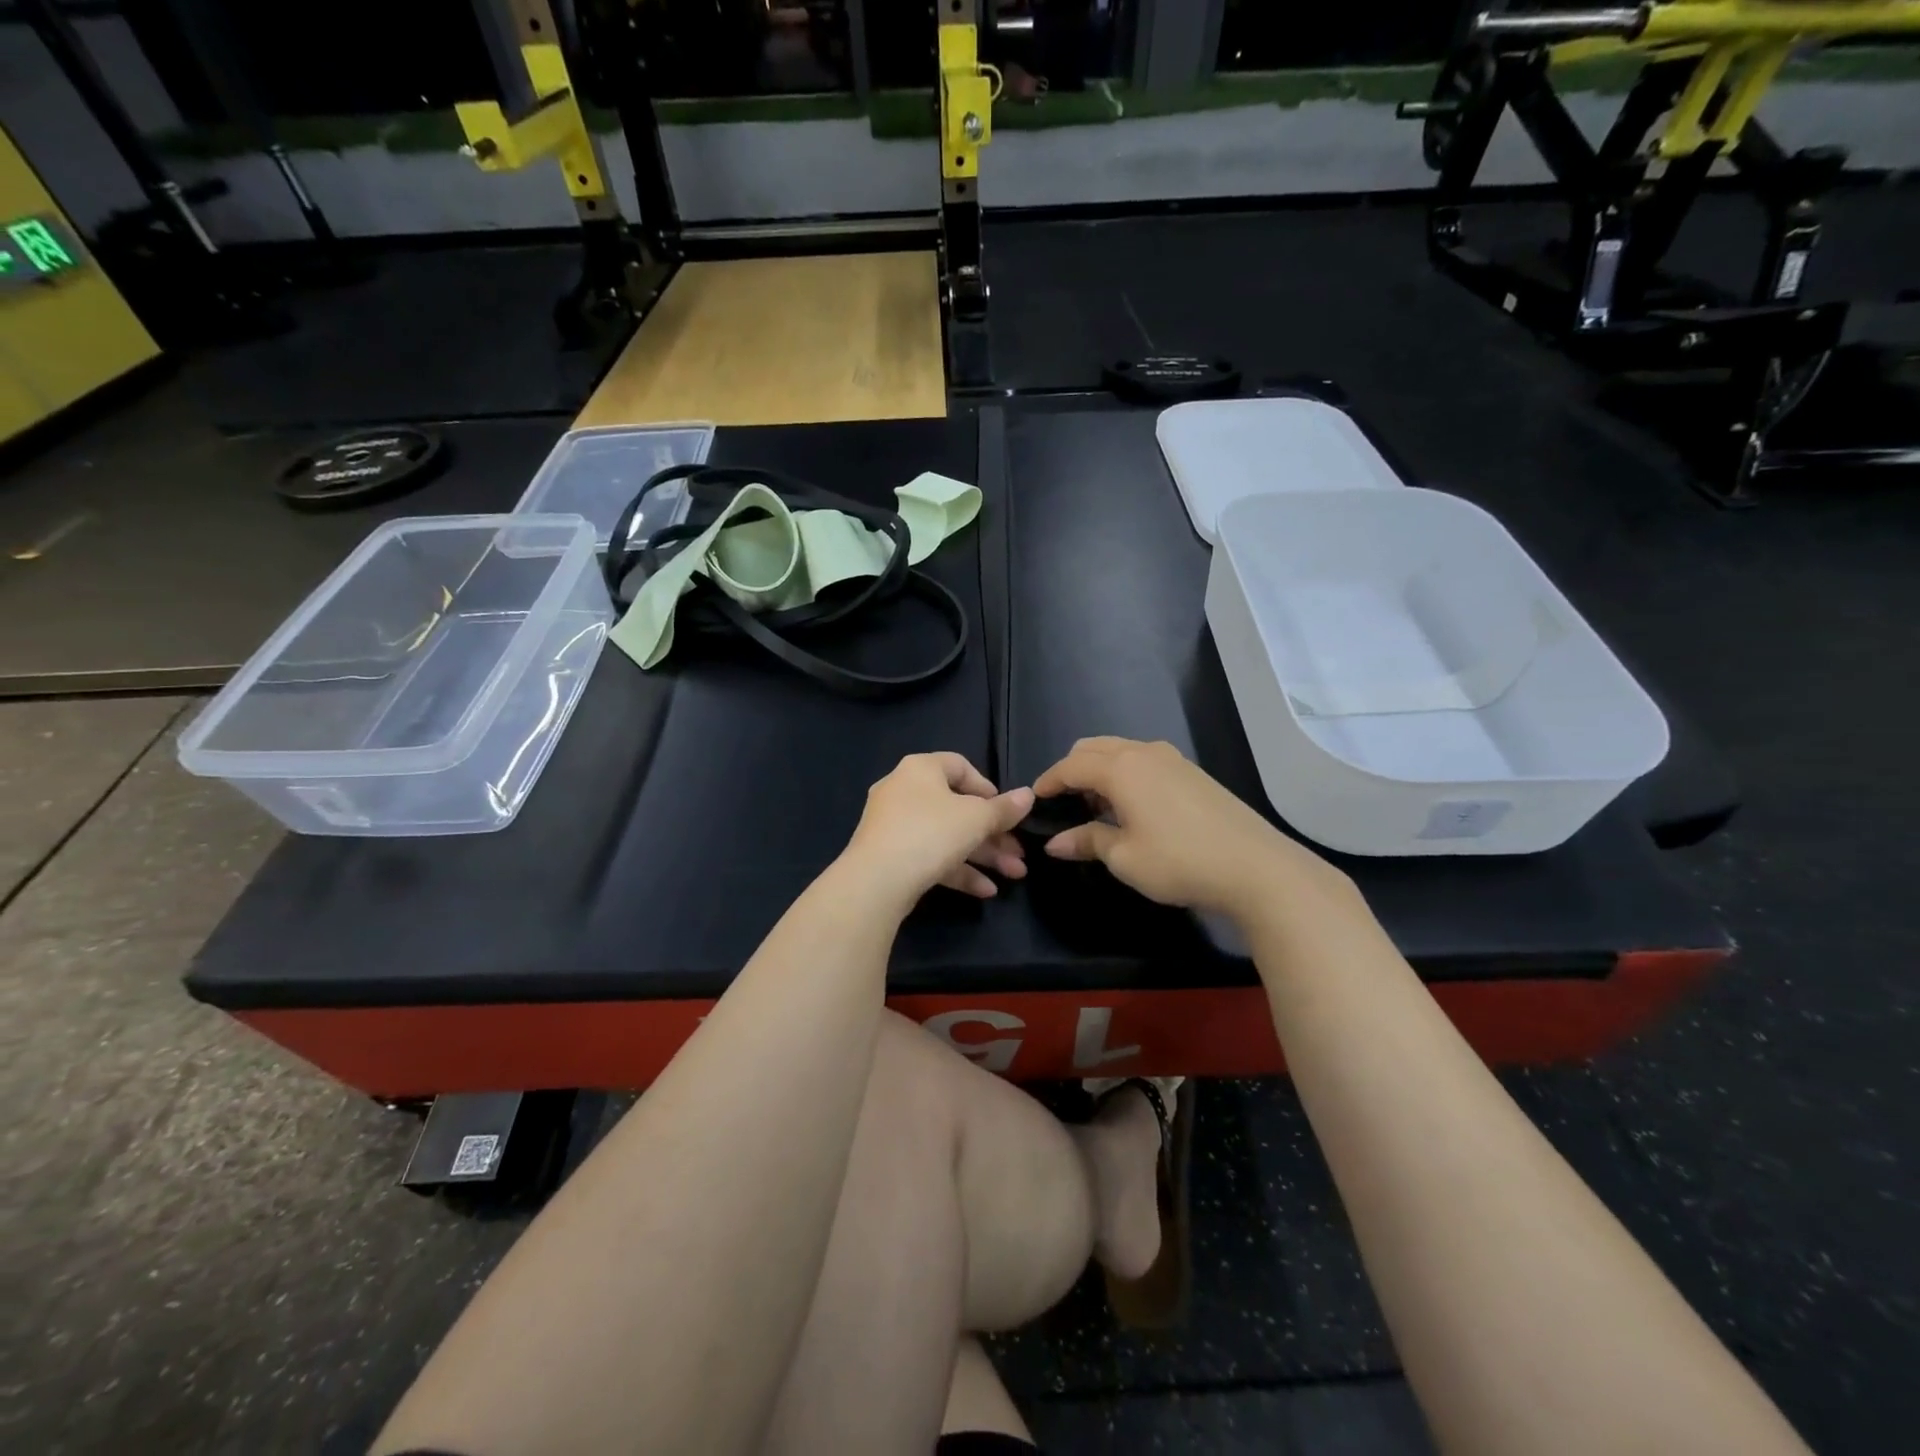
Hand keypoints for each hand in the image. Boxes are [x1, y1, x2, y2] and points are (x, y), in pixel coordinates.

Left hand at [841, 753, 1033, 907]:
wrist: (875, 881)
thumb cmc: (930, 833)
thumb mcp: (976, 819)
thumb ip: (1004, 809)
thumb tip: (1029, 795)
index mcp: (921, 770)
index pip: (959, 766)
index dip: (987, 787)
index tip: (1006, 810)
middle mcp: (904, 791)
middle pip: (958, 808)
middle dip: (994, 834)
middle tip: (1019, 855)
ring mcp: (894, 826)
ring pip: (947, 836)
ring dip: (983, 855)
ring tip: (1013, 875)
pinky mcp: (890, 856)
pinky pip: (930, 856)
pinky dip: (958, 870)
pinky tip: (986, 891)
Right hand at [1034, 737, 1348, 917]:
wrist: (1255, 867)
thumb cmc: (1179, 861)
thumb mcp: (1124, 857)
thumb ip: (1086, 841)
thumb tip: (1054, 842)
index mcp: (1121, 768)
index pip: (1070, 766)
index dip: (1048, 781)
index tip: (1034, 800)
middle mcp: (1144, 753)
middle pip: (1093, 748)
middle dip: (1071, 770)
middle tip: (1064, 803)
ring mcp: (1172, 758)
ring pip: (1120, 750)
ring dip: (1100, 769)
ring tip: (1096, 806)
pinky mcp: (1192, 772)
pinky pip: (1144, 759)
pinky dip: (1125, 772)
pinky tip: (1132, 806)